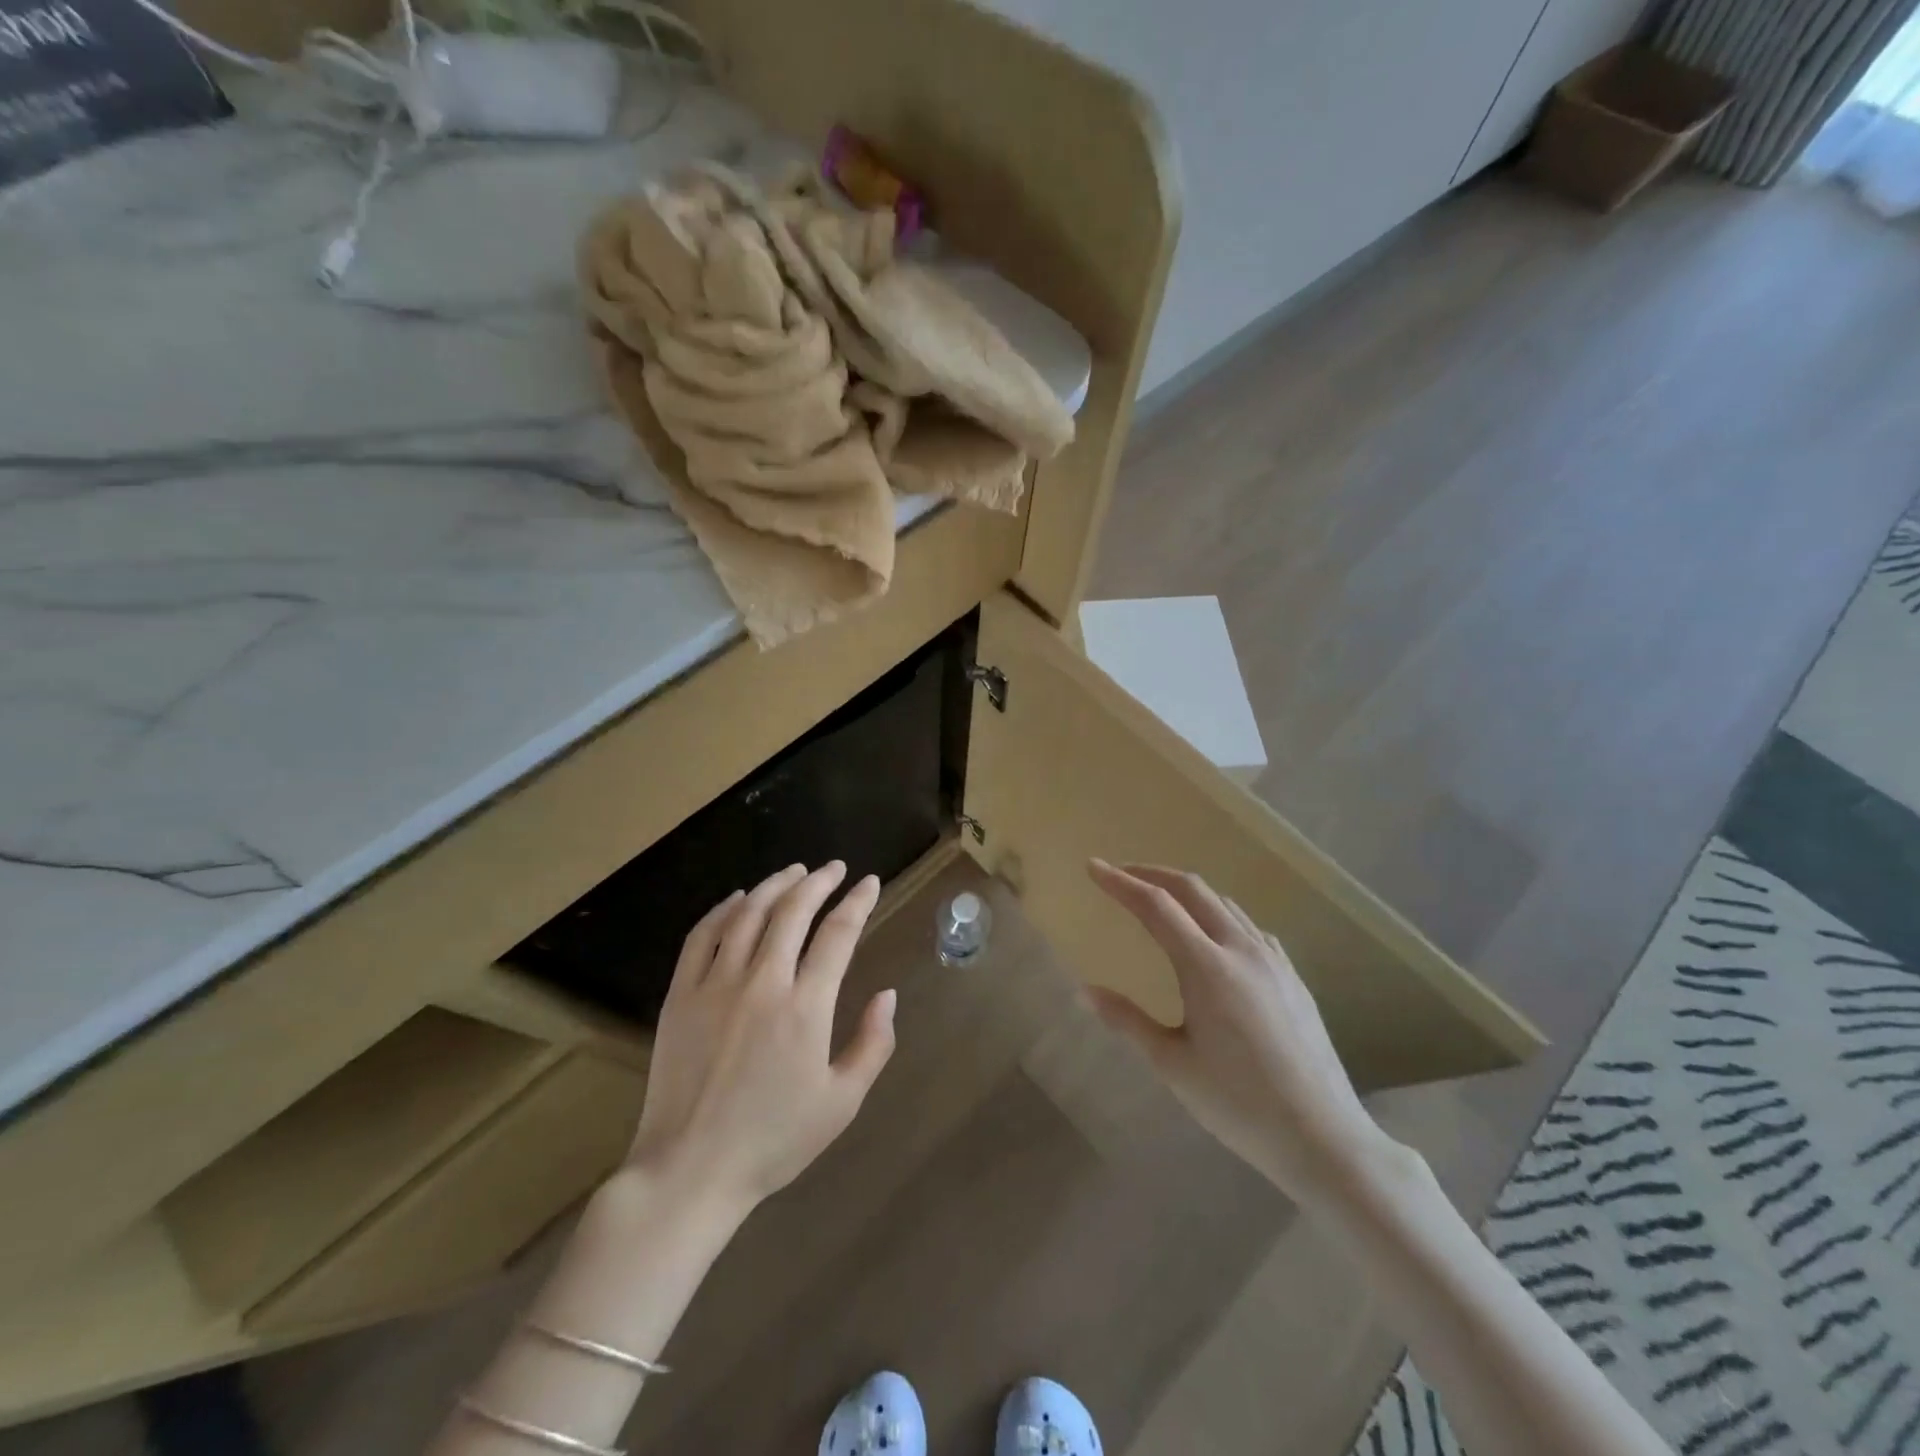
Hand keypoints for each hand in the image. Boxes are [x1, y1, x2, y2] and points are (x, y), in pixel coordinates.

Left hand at [629, 862, 895, 1214]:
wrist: (690, 1170)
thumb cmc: (773, 1141)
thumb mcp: (841, 1102)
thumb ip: (872, 1044)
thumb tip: (887, 994)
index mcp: (805, 1007)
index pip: (838, 934)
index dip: (858, 902)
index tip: (870, 883)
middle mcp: (762, 983)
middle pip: (793, 911)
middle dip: (819, 882)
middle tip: (834, 868)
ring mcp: (715, 985)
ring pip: (748, 914)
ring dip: (775, 885)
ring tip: (794, 872)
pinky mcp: (680, 995)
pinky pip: (702, 936)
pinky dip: (723, 909)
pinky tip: (738, 899)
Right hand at [1086, 860, 1392, 1204]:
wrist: (1324, 1138)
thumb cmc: (1239, 1104)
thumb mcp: (1172, 1065)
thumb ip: (1127, 1020)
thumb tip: (1083, 991)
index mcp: (1206, 967)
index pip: (1155, 905)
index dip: (1120, 883)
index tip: (1093, 867)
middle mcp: (1241, 949)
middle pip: (1192, 889)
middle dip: (1152, 874)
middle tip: (1121, 876)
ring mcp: (1272, 960)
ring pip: (1223, 904)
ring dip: (1186, 892)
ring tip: (1160, 902)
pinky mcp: (1292, 976)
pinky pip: (1249, 927)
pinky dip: (1218, 915)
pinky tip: (1214, 937)